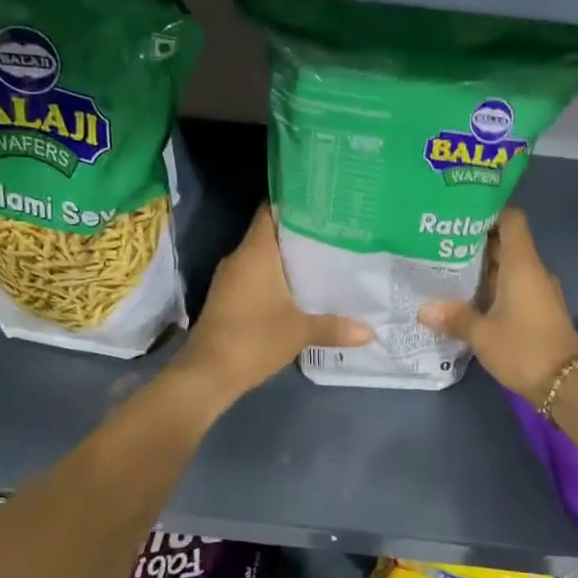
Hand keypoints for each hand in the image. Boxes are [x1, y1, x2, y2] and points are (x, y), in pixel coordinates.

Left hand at [175, 205, 371, 400]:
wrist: (207, 374)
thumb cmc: (253, 340)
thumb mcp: (300, 332)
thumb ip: (335, 327)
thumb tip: (370, 331)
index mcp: (255, 252)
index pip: (271, 211)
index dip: (294, 203)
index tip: (323, 204)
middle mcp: (239, 258)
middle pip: (271, 234)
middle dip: (300, 233)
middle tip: (336, 233)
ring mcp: (230, 279)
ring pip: (263, 257)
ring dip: (288, 259)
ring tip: (325, 258)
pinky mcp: (228, 299)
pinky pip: (256, 277)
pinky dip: (276, 278)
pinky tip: (300, 289)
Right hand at [419, 209, 577, 403]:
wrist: (567, 385)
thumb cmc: (524, 350)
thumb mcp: (483, 335)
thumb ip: (455, 318)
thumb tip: (424, 310)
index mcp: (522, 265)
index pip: (511, 219)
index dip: (488, 210)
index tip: (459, 213)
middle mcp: (533, 271)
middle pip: (505, 242)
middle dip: (474, 241)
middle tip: (439, 242)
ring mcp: (538, 290)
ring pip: (508, 266)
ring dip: (481, 266)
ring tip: (446, 267)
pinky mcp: (539, 309)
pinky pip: (513, 286)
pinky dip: (492, 286)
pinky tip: (467, 297)